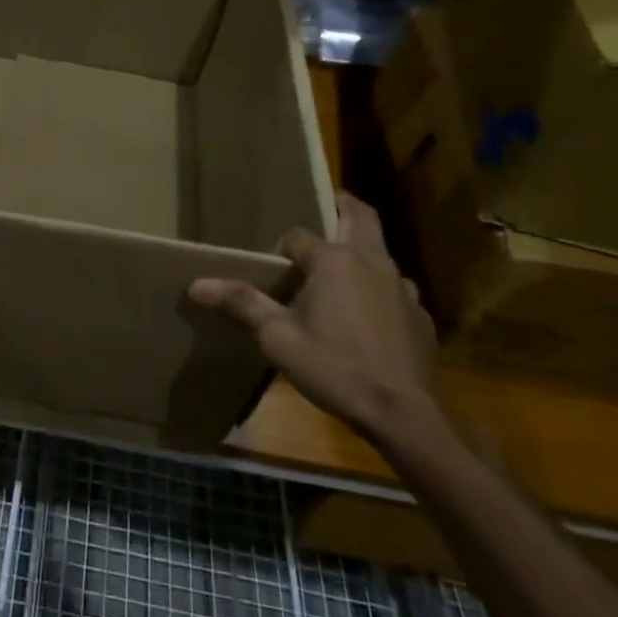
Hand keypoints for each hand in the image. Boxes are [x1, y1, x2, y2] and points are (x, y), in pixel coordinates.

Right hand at [189, 193, 438, 446]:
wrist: (403, 416)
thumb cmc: (334, 367)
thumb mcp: (277, 337)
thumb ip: (241, 304)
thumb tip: (196, 284)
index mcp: (333, 260)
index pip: (298, 237)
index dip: (282, 251)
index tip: (273, 274)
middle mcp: (372, 262)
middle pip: (361, 217)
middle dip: (344, 206)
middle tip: (332, 201)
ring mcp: (402, 288)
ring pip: (381, 254)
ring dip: (363, 252)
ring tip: (344, 271)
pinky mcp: (420, 316)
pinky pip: (396, 290)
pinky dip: (380, 290)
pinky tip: (370, 317)